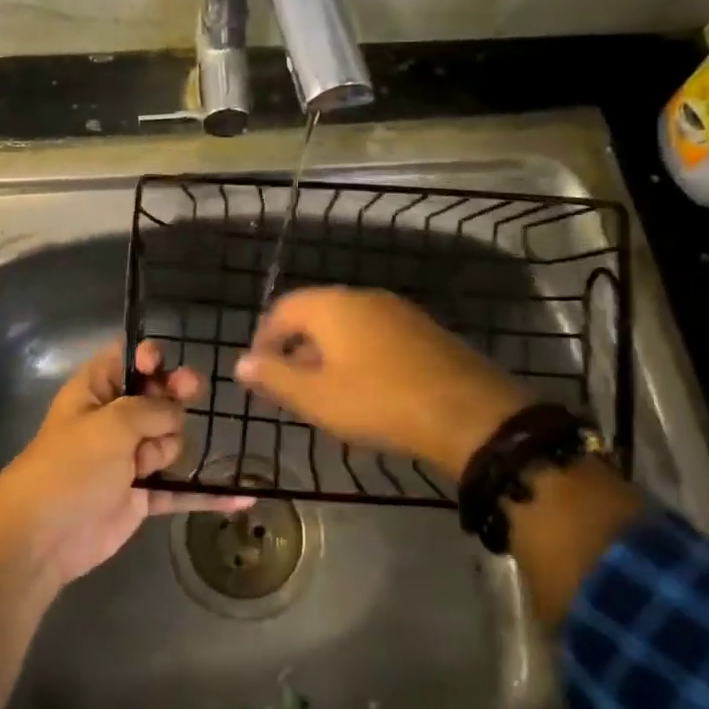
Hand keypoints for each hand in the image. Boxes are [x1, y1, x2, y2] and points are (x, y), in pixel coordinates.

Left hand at [0, 340, 253, 587]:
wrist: (42, 538)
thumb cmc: (71, 466)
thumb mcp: (111, 423)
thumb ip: (151, 408)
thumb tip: (175, 411)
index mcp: (95, 391)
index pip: (126, 360)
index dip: (149, 358)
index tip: (162, 365)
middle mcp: (114, 420)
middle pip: (158, 398)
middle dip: (173, 397)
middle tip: (189, 392)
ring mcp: (128, 459)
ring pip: (172, 440)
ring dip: (170, 448)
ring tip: (145, 466)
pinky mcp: (141, 496)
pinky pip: (180, 489)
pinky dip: (205, 494)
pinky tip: (241, 496)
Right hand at [234, 287, 526, 476]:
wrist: (467, 412)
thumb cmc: (378, 402)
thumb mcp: (317, 397)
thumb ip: (274, 377)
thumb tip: (241, 363)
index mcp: (331, 305)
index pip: (282, 309)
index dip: (264, 339)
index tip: (259, 372)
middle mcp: (362, 297)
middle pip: (315, 315)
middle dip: (296, 347)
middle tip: (289, 385)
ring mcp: (397, 310)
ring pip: (347, 325)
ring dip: (328, 352)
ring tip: (324, 390)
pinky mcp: (423, 329)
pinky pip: (375, 335)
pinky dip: (358, 355)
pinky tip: (365, 387)